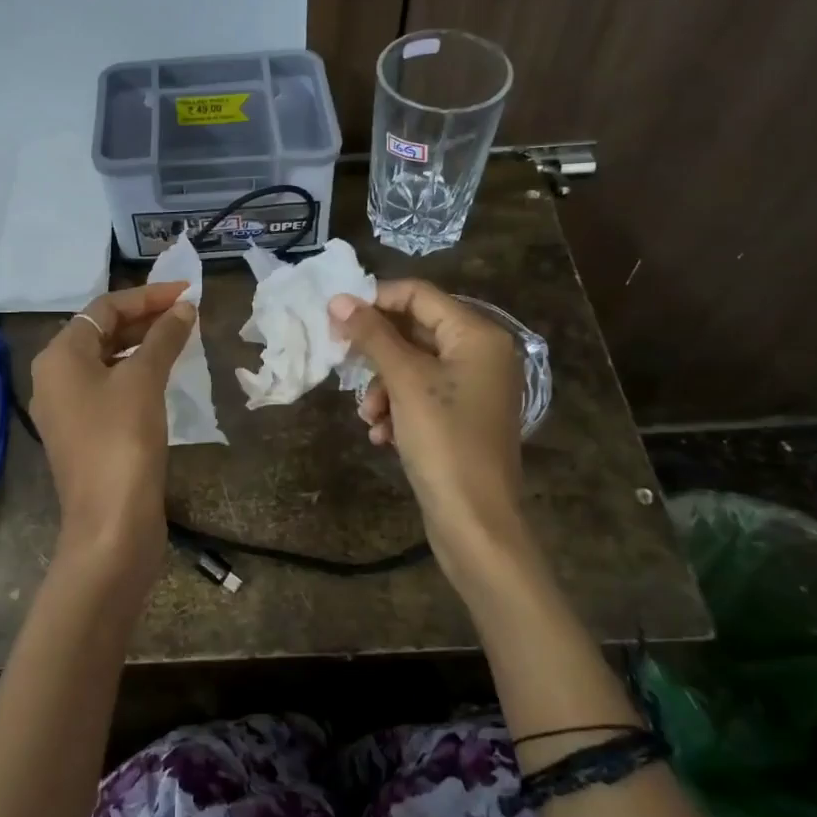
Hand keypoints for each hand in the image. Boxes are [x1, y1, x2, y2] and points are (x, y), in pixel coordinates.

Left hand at [28, 281, 194, 591]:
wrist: (111, 524)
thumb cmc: (122, 440)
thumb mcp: (144, 380)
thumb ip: (164, 338)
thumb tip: (185, 308)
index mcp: (59, 357)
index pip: (104, 309)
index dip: (147, 296)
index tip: (187, 293)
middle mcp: (54, 378)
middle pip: (102, 332)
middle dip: (145, 319)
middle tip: (188, 313)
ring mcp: (68, 409)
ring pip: (107, 361)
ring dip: (143, 346)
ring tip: (182, 339)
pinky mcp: (84, 435)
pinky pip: (110, 388)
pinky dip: (137, 374)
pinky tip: (165, 377)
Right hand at [329, 281, 527, 580]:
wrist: (475, 522)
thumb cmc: (444, 441)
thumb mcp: (405, 381)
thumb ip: (372, 335)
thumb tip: (338, 299)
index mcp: (477, 334)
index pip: (418, 294)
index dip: (375, 300)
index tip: (335, 317)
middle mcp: (481, 353)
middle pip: (414, 330)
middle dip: (377, 352)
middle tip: (341, 361)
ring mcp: (473, 387)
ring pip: (412, 366)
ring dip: (382, 387)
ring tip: (368, 416)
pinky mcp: (461, 417)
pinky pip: (420, 396)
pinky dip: (397, 409)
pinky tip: (382, 436)